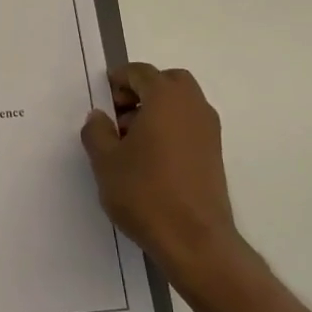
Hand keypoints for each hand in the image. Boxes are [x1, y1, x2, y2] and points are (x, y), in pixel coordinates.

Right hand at [80, 64, 259, 303]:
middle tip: (119, 115)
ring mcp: (209, 130)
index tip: (103, 97)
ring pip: (181, 104)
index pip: (141, 72)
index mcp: (166, 98)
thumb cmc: (145, 192)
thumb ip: (97, 131)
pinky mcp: (214, 154)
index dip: (119, 80)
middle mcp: (193, 106)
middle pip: (167, 82)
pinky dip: (170, 128)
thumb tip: (99, 117)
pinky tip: (150, 158)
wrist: (194, 239)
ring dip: (156, 110)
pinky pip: (188, 125)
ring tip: (130, 141)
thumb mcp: (105, 161)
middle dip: (142, 91)